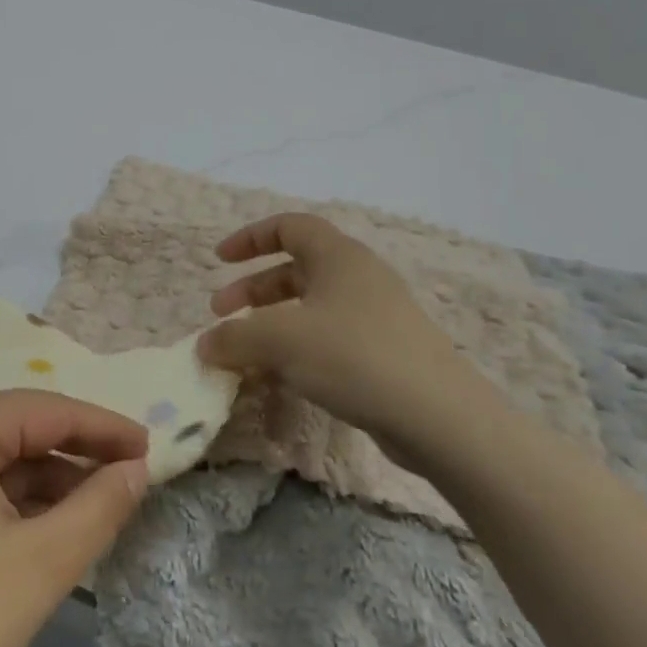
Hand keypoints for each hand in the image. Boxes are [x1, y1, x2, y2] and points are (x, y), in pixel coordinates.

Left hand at [0, 390, 148, 646]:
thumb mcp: (43, 562)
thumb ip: (99, 506)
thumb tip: (136, 468)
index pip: (48, 410)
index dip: (103, 427)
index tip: (151, 448)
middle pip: (21, 428)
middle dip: (77, 453)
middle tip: (131, 478)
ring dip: (49, 480)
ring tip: (99, 509)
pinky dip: (15, 500)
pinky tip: (48, 528)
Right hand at [196, 212, 500, 462]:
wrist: (441, 419)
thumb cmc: (354, 357)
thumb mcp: (280, 341)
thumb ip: (233, 337)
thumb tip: (205, 345)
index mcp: (338, 257)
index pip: (288, 227)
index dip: (249, 238)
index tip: (220, 260)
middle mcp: (359, 278)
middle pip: (295, 270)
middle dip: (251, 290)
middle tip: (220, 315)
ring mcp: (377, 317)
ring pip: (310, 308)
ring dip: (271, 322)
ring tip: (245, 351)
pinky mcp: (386, 354)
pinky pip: (329, 338)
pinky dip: (297, 348)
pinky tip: (282, 377)